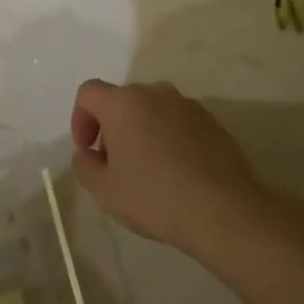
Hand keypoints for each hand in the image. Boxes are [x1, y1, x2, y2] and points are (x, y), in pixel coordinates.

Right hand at [70, 80, 263, 255]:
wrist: (224, 210)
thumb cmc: (155, 197)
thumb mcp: (104, 190)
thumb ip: (85, 165)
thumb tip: (88, 153)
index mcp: (123, 103)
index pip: (88, 93)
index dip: (80, 119)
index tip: (88, 150)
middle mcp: (154, 93)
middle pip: (122, 101)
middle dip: (112, 127)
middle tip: (115, 164)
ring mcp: (187, 105)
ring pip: (152, 110)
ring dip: (142, 131)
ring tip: (148, 170)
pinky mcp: (212, 121)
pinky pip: (178, 123)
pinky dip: (169, 138)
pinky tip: (177, 172)